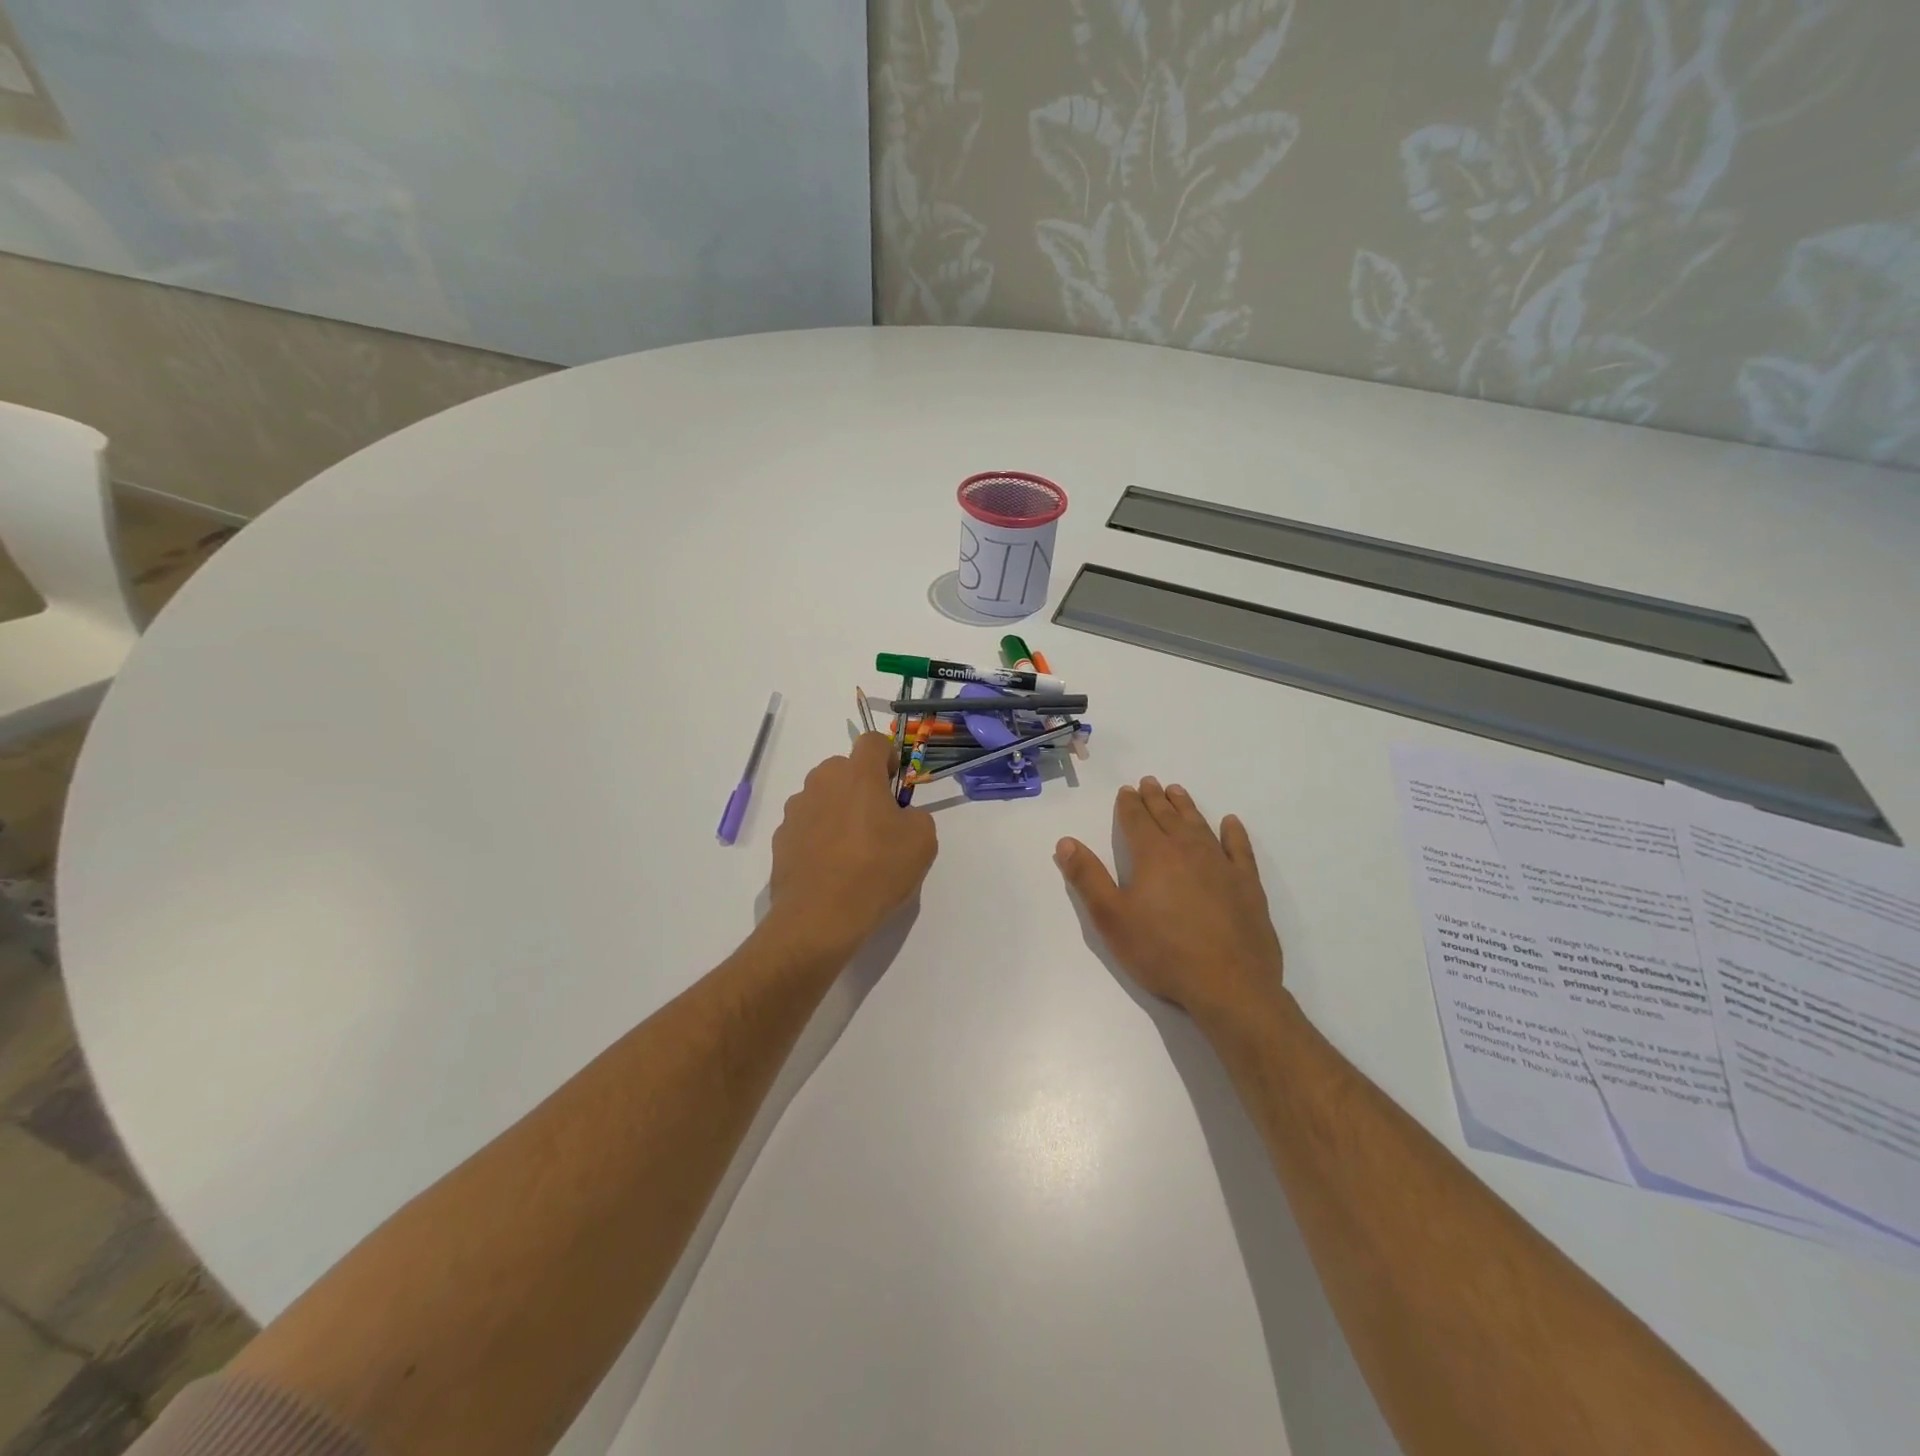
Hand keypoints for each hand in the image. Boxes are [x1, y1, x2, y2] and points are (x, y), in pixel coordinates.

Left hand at [766, 732, 937, 959]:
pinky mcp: (781, 838)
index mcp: (857, 773)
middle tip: (880, 823)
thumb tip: (899, 816)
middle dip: (863, 787)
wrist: (819, 918)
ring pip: (824, 797)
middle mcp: (821, 781)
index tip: (896, 785)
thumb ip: (915, 815)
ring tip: (854, 852)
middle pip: (845, 769)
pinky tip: (832, 869)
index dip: (889, 757)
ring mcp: (796, 810)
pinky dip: (820, 837)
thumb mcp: (922, 840)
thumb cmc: (877, 870)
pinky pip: (808, 826)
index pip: (873, 741)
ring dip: (839, 811)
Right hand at [1054, 777, 1284, 1032]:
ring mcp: (1221, 865)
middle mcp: (1187, 850)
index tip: (1126, 790)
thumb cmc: (1162, 952)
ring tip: (1178, 791)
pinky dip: (1234, 833)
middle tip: (1150, 782)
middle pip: (1168, 817)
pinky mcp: (1248, 885)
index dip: (1128, 804)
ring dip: (1187, 807)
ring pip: (1200, 825)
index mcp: (1153, 856)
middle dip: (1156, 798)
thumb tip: (1065, 842)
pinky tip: (1231, 823)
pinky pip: (1240, 849)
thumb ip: (1088, 878)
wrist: (1229, 985)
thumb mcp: (1112, 918)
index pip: (1136, 820)